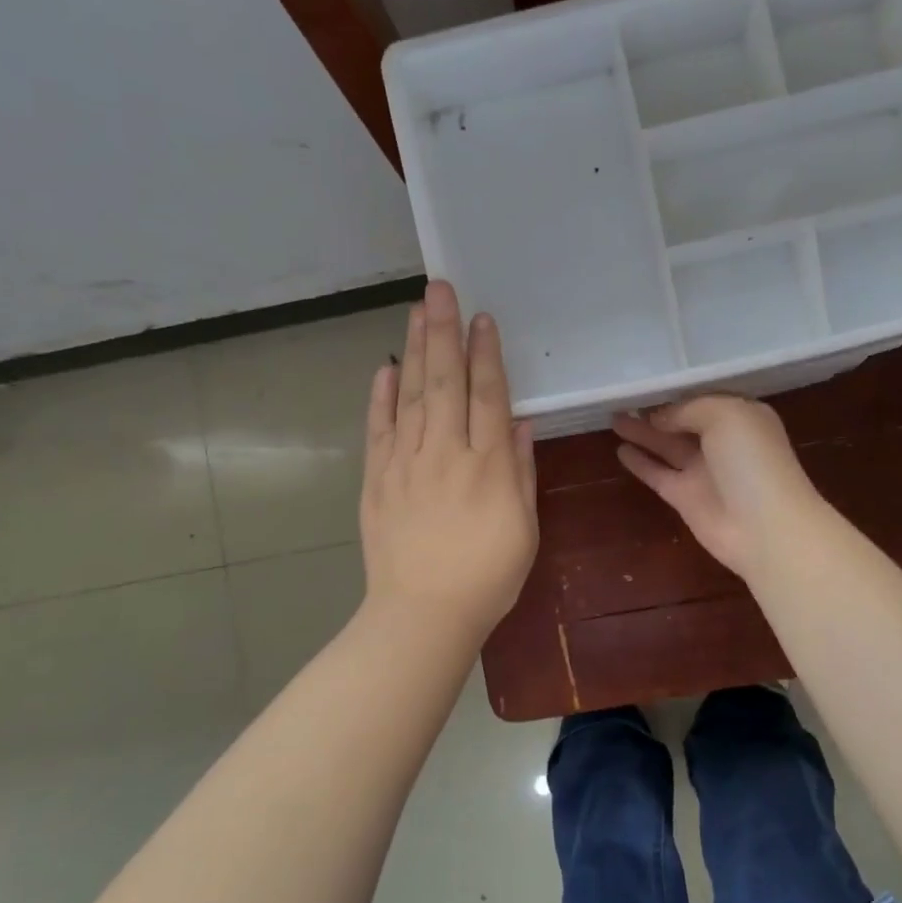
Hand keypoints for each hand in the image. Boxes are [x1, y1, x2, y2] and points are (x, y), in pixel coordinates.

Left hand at [360, 281, 538, 645]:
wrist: (422, 614)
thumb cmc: (487, 576)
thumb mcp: (523, 527)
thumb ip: (521, 471)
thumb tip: (520, 423)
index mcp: (488, 465)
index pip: (487, 395)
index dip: (486, 354)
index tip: (482, 318)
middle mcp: (446, 453)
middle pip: (445, 381)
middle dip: (444, 331)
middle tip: (440, 288)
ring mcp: (406, 463)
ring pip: (410, 395)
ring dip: (414, 349)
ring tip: (416, 311)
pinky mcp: (378, 479)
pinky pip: (379, 429)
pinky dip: (381, 396)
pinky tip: (385, 368)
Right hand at [612, 396, 823, 581]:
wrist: (765, 527)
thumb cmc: (752, 460)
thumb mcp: (726, 414)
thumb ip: (689, 409)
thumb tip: (660, 418)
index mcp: (740, 416)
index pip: (703, 398)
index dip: (676, 392)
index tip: (646, 384)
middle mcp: (721, 441)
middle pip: (682, 421)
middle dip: (655, 410)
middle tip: (621, 399)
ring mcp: (702, 471)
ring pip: (666, 445)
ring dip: (641, 432)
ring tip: (612, 417)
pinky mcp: (684, 497)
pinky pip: (657, 473)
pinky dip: (639, 462)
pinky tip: (619, 449)